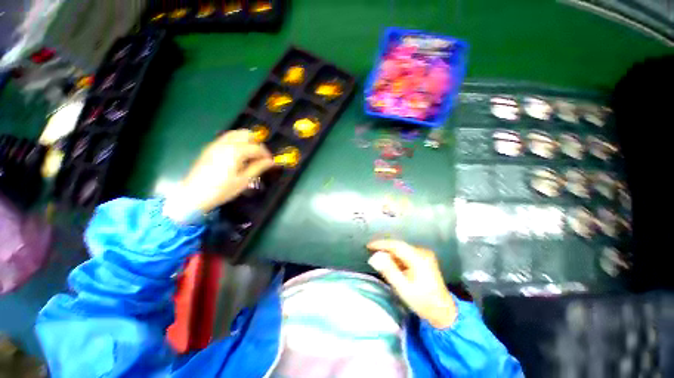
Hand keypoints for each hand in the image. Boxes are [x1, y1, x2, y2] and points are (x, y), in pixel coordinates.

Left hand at [165, 130, 273, 217]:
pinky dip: (237, 142)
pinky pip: (227, 138)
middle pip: (246, 134)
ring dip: (247, 141)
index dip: (266, 154)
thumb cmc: (222, 190)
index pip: (256, 147)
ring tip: (251, 154)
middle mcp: (225, 143)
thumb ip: (258, 168)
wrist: (193, 195)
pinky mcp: (210, 148)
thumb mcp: (243, 180)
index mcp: (235, 151)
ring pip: (235, 134)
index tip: (270, 162)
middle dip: (257, 143)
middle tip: (261, 156)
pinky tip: (238, 155)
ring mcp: (215, 144)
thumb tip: (271, 162)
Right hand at [367, 240, 456, 328]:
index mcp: (419, 258)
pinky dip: (397, 259)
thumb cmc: (423, 302)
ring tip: (379, 261)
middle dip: (385, 249)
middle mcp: (422, 253)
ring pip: (402, 250)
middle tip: (371, 253)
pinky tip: (392, 266)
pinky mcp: (424, 260)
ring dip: (390, 254)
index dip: (381, 244)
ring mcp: (424, 255)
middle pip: (399, 246)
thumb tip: (375, 257)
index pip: (396, 245)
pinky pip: (406, 255)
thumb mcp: (403, 288)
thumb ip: (389, 271)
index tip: (369, 246)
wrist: (443, 312)